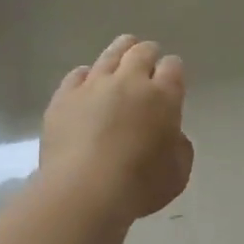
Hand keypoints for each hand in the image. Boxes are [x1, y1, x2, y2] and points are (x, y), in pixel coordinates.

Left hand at [40, 35, 194, 222]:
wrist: (85, 192)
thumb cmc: (140, 186)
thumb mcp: (178, 172)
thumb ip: (179, 146)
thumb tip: (170, 134)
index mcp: (163, 97)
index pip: (173, 67)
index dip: (173, 70)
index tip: (171, 77)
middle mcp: (129, 81)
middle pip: (141, 52)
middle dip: (148, 53)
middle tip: (148, 58)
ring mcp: (93, 86)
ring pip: (109, 55)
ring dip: (120, 52)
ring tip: (122, 53)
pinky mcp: (64, 98)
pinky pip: (78, 74)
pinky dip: (87, 75)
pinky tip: (87, 82)